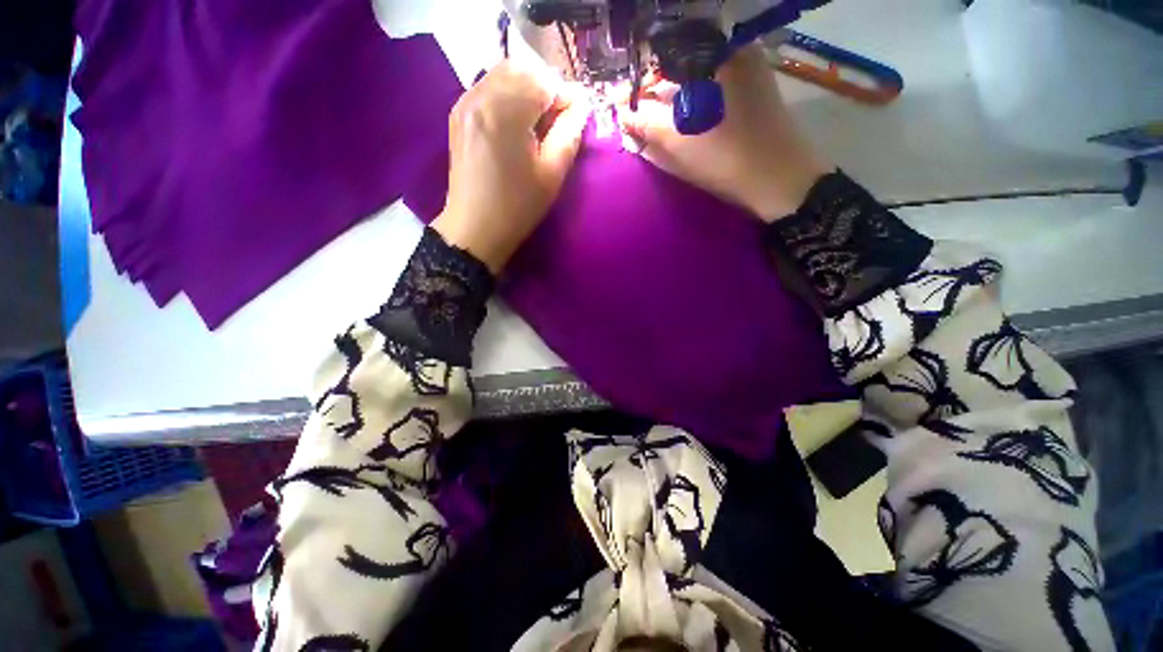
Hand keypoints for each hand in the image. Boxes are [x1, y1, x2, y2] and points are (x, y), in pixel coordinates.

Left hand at [434, 61, 589, 272]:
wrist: (474, 229)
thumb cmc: (517, 207)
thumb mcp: (552, 174)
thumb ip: (570, 132)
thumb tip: (580, 104)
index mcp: (505, 111)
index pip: (544, 80)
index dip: (565, 97)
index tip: (573, 122)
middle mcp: (480, 94)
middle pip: (523, 68)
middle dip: (546, 89)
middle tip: (555, 123)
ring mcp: (464, 101)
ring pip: (504, 74)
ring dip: (527, 90)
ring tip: (536, 125)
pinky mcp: (458, 113)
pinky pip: (488, 87)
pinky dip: (508, 96)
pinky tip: (514, 125)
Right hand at [616, 44, 829, 221]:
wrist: (779, 181)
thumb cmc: (726, 158)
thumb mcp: (678, 141)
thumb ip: (645, 122)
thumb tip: (622, 114)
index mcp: (718, 54)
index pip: (665, 61)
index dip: (640, 86)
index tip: (620, 106)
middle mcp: (733, 55)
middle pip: (681, 71)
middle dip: (654, 97)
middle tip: (634, 122)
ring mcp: (746, 76)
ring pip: (695, 85)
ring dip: (670, 106)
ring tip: (650, 129)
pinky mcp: (751, 96)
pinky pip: (710, 96)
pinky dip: (690, 110)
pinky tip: (677, 128)